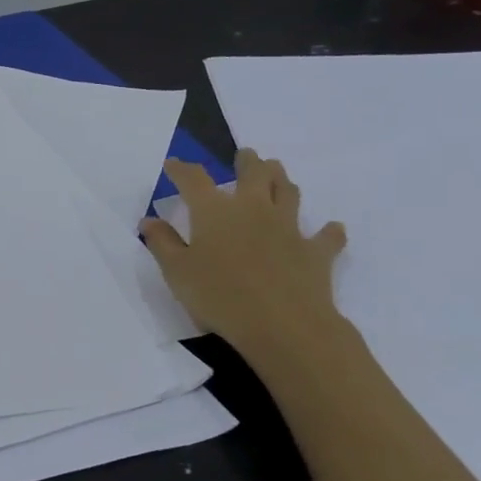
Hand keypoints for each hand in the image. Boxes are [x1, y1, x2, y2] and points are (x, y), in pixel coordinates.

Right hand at [139, 150, 347, 359]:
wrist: (283, 325)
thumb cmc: (219, 296)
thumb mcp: (176, 272)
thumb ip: (162, 243)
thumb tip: (149, 220)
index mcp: (214, 211)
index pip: (194, 180)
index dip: (181, 169)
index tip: (173, 164)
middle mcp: (253, 209)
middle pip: (254, 173)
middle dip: (247, 161)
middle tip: (245, 155)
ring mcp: (288, 228)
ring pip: (289, 193)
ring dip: (282, 180)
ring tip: (277, 174)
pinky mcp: (316, 252)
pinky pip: (326, 236)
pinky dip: (328, 231)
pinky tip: (331, 229)